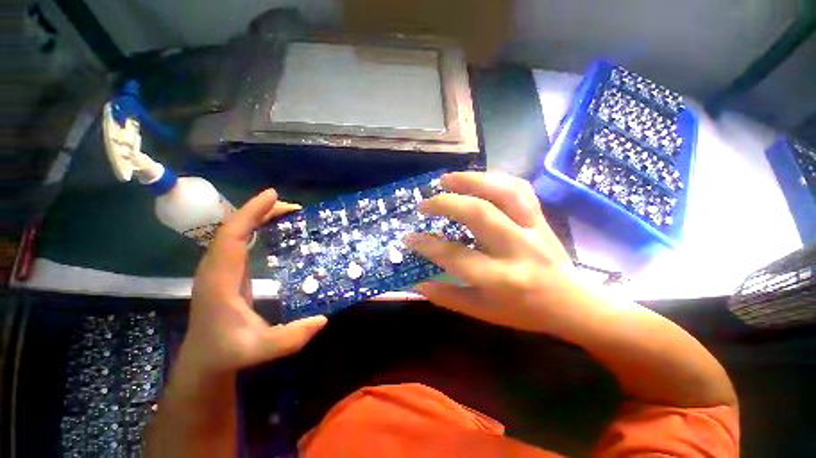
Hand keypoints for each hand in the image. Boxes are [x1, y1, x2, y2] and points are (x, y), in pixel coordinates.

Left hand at [179, 189, 326, 377]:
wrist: (204, 359)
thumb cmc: (228, 352)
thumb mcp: (260, 349)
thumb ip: (290, 338)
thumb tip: (323, 319)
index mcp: (220, 280)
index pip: (231, 236)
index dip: (250, 213)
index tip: (272, 195)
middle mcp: (216, 267)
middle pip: (234, 227)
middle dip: (261, 211)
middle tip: (294, 208)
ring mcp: (220, 267)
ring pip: (235, 231)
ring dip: (259, 217)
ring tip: (288, 213)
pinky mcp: (227, 270)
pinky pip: (239, 240)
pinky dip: (256, 227)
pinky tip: (274, 228)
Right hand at [406, 172, 579, 332]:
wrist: (573, 304)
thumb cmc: (525, 312)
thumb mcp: (484, 313)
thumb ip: (449, 297)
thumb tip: (418, 284)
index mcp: (501, 279)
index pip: (455, 256)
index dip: (427, 245)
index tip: (409, 237)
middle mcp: (518, 249)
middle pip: (479, 214)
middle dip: (446, 204)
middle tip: (425, 204)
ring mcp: (533, 229)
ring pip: (503, 192)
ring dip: (471, 180)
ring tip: (446, 179)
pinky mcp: (541, 218)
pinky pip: (520, 188)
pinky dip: (495, 178)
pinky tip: (477, 179)